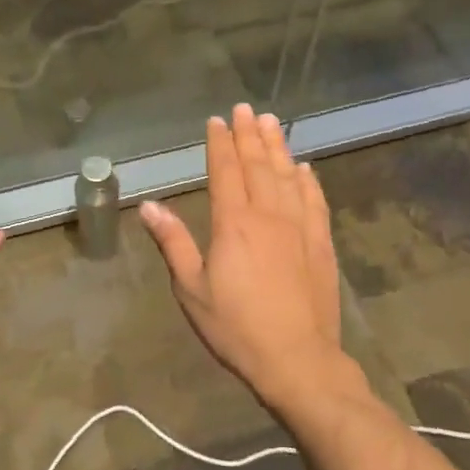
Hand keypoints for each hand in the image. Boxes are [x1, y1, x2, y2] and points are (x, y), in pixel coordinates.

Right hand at [138, 104, 347, 410]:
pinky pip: (315, 201)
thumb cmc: (236, 327)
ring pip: (287, 176)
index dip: (220, 143)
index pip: (225, 171)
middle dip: (249, 134)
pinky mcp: (321, 244)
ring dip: (278, 146)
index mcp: (233, 223)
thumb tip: (149, 206)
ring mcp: (299, 227)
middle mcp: (268, 215)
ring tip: (271, 122)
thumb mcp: (192, 289)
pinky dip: (309, 181)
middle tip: (244, 108)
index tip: (216, 120)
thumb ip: (173, 243)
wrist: (298, 361)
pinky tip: (305, 168)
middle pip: (258, 165)